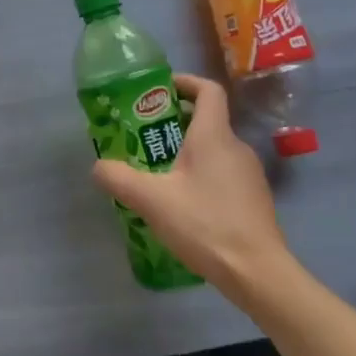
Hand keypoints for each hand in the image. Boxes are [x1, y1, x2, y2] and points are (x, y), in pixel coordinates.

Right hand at [92, 74, 301, 301]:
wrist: (257, 272)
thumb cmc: (205, 224)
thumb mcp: (151, 201)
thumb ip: (119, 178)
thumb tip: (99, 167)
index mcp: (214, 136)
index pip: (208, 90)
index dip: (185, 82)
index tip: (160, 90)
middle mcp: (236, 147)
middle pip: (207, 121)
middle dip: (175, 123)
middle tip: (144, 137)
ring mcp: (249, 174)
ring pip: (214, 150)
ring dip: (187, 152)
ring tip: (158, 173)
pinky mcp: (254, 199)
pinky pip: (223, 173)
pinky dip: (202, 175)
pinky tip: (183, 204)